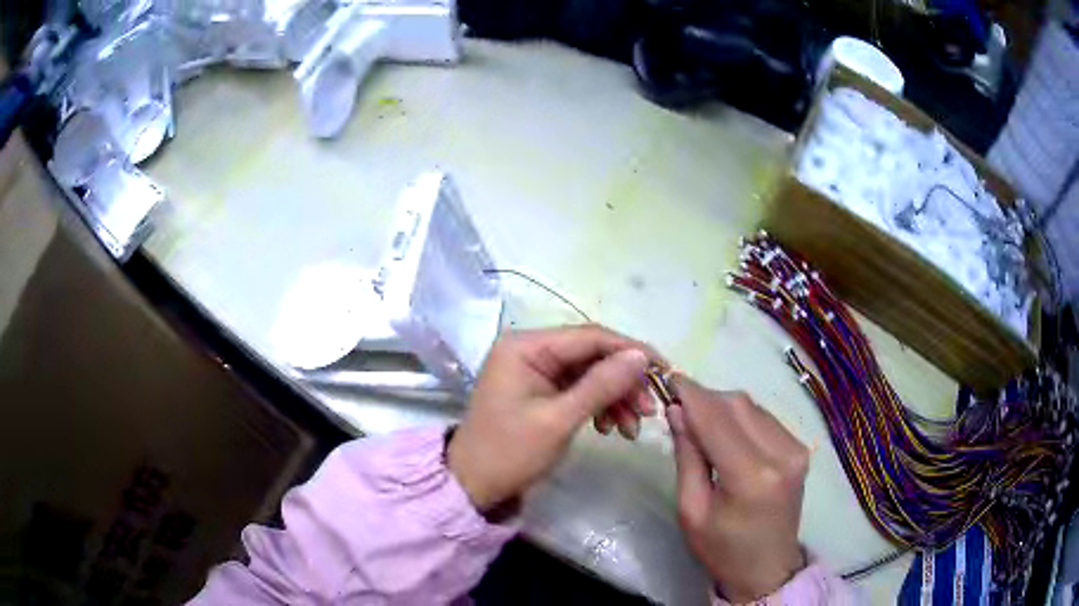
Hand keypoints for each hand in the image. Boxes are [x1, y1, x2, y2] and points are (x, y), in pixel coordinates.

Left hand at [447, 325, 659, 510]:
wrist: (474, 485)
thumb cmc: (509, 453)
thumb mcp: (558, 420)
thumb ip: (601, 385)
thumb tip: (641, 357)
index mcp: (526, 346)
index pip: (590, 336)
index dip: (631, 351)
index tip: (664, 371)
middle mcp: (530, 349)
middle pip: (593, 354)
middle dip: (624, 382)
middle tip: (650, 410)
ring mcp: (535, 369)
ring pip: (591, 373)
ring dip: (616, 397)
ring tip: (632, 429)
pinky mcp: (541, 388)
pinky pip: (580, 388)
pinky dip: (600, 406)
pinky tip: (610, 429)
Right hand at [667, 375, 809, 602]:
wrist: (767, 568)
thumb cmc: (722, 548)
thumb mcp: (691, 510)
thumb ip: (687, 456)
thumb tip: (676, 410)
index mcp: (751, 476)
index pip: (716, 419)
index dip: (690, 394)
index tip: (667, 378)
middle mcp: (781, 453)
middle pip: (737, 404)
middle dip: (705, 398)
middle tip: (678, 406)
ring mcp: (796, 449)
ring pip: (752, 406)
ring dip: (722, 406)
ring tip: (699, 422)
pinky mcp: (800, 449)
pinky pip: (765, 418)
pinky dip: (741, 417)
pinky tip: (726, 433)